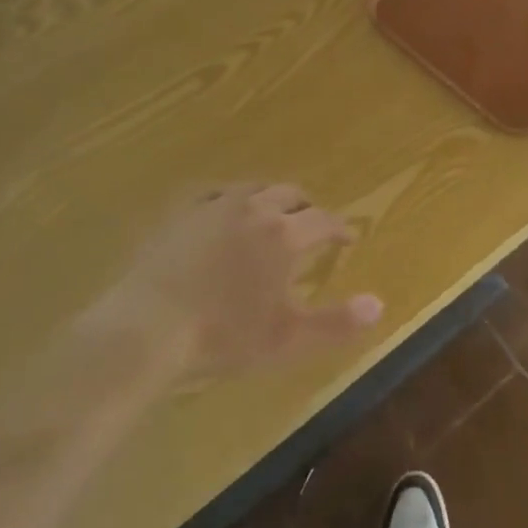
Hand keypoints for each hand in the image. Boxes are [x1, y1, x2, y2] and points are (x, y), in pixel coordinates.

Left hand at [92, 184, 383, 379]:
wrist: (148, 328)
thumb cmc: (223, 335)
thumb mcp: (286, 339)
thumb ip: (336, 323)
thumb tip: (379, 304)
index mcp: (284, 234)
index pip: (323, 220)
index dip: (339, 228)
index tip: (347, 237)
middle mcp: (255, 208)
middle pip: (290, 194)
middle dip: (306, 207)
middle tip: (311, 223)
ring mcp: (214, 205)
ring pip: (253, 188)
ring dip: (270, 198)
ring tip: (271, 214)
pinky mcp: (181, 211)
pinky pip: (213, 193)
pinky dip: (228, 199)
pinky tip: (223, 211)